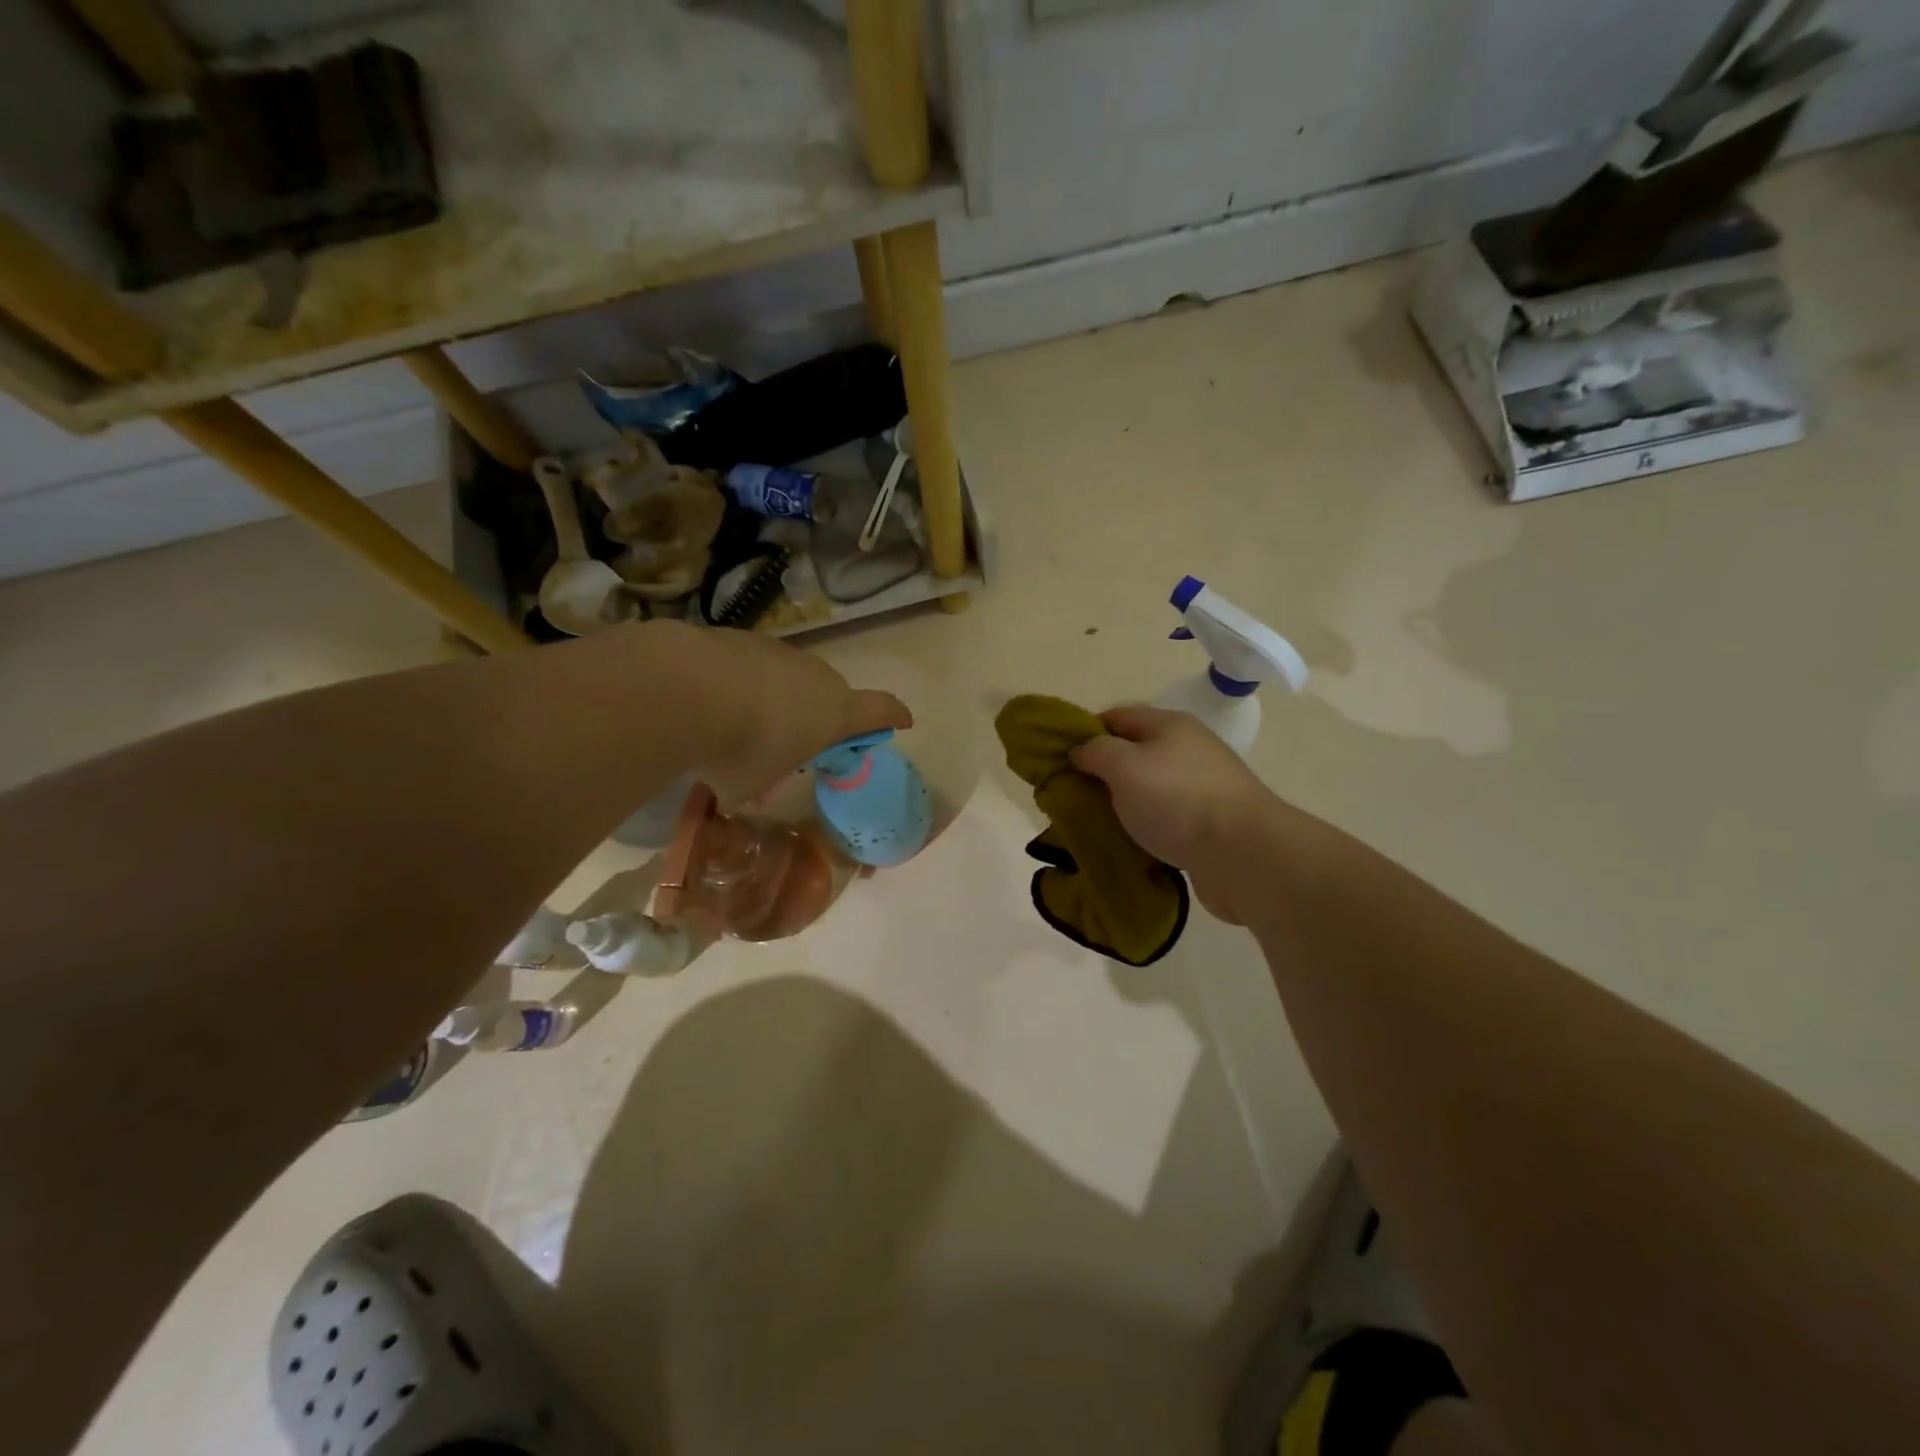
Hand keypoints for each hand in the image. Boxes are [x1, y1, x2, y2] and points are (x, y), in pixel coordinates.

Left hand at [666, 623, 911, 804]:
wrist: (686, 689)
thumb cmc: (738, 749)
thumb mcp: (749, 786)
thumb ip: (755, 789)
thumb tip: (741, 793)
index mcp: (835, 714)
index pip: (880, 711)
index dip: (893, 716)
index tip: (903, 721)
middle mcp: (817, 677)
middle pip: (832, 693)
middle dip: (819, 714)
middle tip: (792, 737)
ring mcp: (781, 653)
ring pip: (791, 676)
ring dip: (778, 696)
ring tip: (743, 719)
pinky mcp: (744, 638)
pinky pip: (755, 663)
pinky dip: (745, 680)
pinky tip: (715, 697)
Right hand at [1069, 705, 1280, 924]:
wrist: (1244, 855)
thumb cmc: (1177, 800)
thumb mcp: (1124, 766)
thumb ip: (1096, 752)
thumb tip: (1080, 750)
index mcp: (1169, 725)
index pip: (1116, 716)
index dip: (1085, 733)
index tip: (1059, 760)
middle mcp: (1187, 749)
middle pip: (1133, 753)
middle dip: (1100, 773)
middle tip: (1071, 796)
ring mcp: (1201, 787)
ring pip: (1148, 788)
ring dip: (1122, 803)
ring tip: (1095, 824)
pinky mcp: (1209, 823)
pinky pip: (1165, 818)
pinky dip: (1144, 827)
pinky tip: (1128, 843)